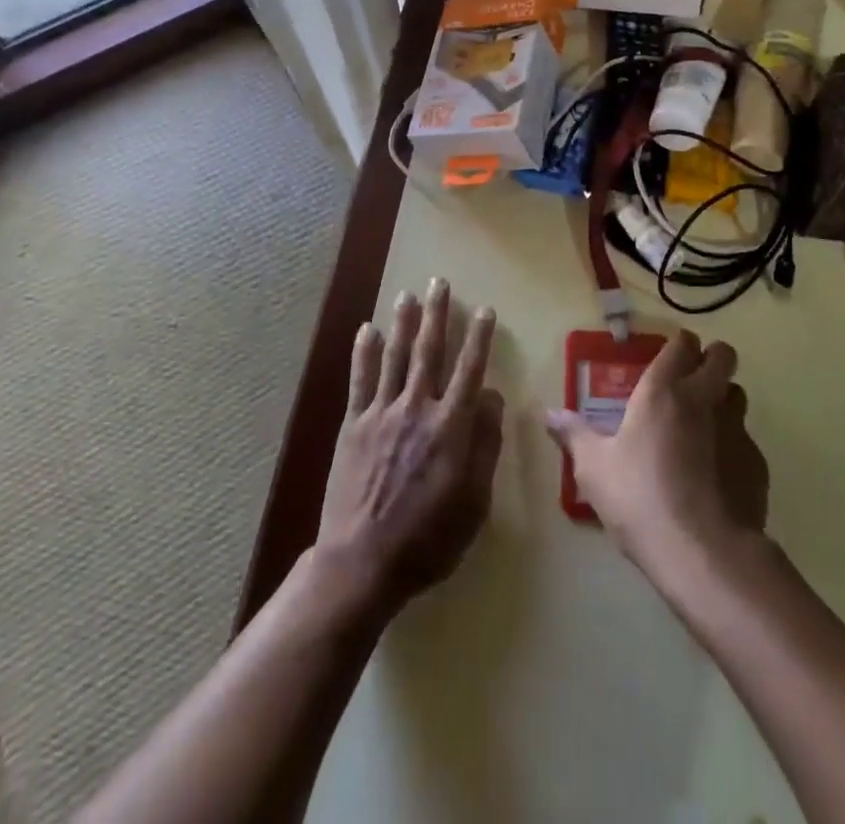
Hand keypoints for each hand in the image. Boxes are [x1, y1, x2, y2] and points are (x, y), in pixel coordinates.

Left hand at [316, 278, 503, 619]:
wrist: (363, 562)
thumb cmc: (429, 538)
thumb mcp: (474, 501)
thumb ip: (485, 445)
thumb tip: (491, 397)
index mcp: (451, 426)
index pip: (469, 370)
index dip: (478, 337)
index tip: (484, 309)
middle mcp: (417, 408)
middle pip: (429, 351)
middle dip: (438, 314)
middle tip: (440, 282)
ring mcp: (381, 413)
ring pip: (395, 356)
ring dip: (403, 323)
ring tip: (408, 294)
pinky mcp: (353, 424)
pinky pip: (360, 380)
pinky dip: (363, 352)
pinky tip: (367, 329)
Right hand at [545, 330, 767, 575]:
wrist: (703, 552)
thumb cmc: (640, 498)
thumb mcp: (594, 468)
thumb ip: (574, 435)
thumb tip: (549, 415)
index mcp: (663, 390)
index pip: (682, 344)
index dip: (679, 346)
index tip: (669, 358)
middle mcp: (704, 399)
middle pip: (723, 356)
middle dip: (712, 359)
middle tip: (692, 381)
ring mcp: (737, 430)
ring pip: (738, 395)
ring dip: (724, 401)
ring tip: (703, 428)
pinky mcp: (757, 464)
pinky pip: (746, 442)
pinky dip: (732, 449)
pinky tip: (715, 478)